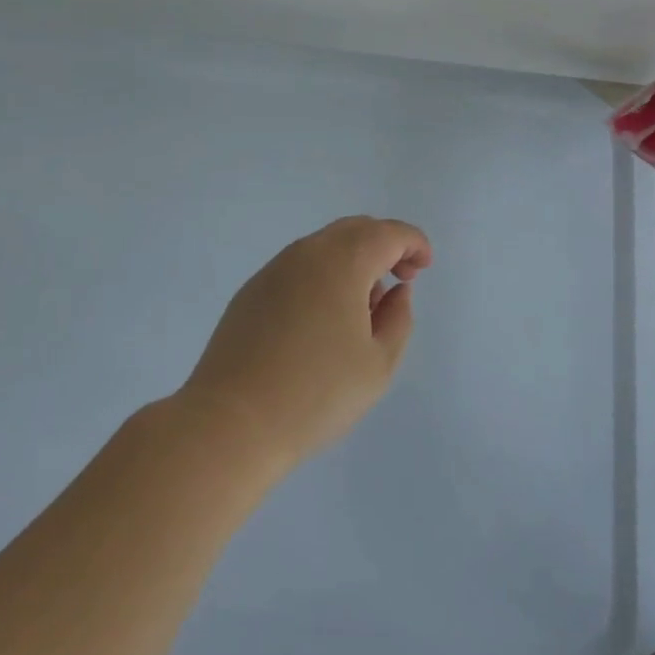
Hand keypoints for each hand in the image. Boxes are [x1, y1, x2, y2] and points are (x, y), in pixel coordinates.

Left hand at [182, 216, 432, 471]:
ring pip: (325, 246)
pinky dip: (324, 275)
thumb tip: (395, 293)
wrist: (230, 424)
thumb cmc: (315, 395)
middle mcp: (308, 253)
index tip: (424, 267)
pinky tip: (324, 317)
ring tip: (364, 305)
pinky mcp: (252, 291)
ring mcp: (275, 269)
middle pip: (356, 229)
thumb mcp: (378, 365)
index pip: (388, 233)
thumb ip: (398, 319)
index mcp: (343, 262)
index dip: (414, 243)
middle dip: (385, 245)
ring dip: (354, 261)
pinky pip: (300, 266)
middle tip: (401, 277)